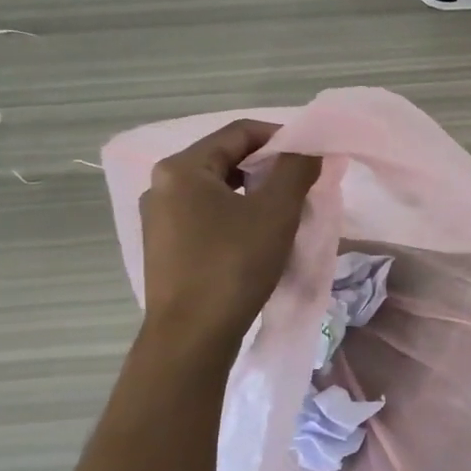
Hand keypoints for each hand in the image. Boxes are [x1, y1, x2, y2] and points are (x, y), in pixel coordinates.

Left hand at [139, 120, 321, 347]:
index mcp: (182, 168)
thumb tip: (310, 149)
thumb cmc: (233, 265)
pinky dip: (235, 216)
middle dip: (268, 167)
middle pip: (225, 159)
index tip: (311, 156)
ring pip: (216, 190)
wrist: (191, 338)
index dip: (281, 136)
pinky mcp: (165, 249)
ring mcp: (159, 220)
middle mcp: (162, 186)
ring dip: (253, 193)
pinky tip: (257, 238)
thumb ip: (296, 169)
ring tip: (285, 212)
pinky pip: (206, 217)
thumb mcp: (275, 211)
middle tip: (302, 184)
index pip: (239, 132)